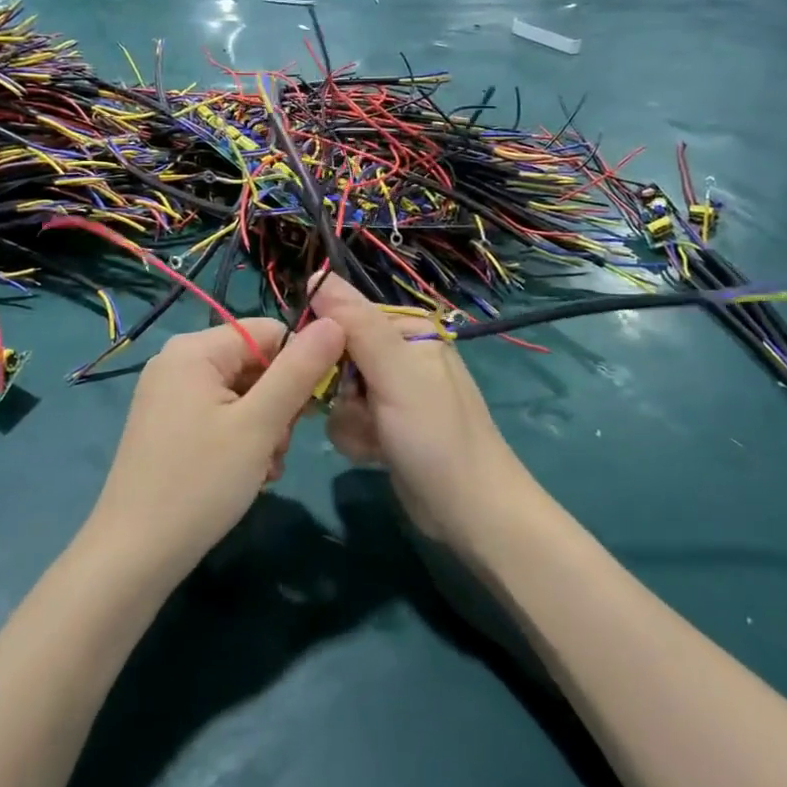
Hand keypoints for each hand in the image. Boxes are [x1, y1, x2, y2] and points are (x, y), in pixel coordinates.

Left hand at [86, 317, 346, 582]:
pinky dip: (241, 440)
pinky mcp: (168, 425)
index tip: (310, 411)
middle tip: (277, 449)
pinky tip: (247, 474)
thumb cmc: (200, 482)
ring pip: (242, 394)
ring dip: (264, 429)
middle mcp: (177, 362)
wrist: (134, 555)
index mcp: (194, 349)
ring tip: (263, 468)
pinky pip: (220, 415)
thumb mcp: (259, 424)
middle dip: (278, 405)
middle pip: (254, 364)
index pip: (269, 332)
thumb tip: (335, 321)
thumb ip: (299, 370)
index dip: (298, 366)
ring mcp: (169, 395)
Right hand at [309, 276, 529, 547]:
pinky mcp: (386, 424)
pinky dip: (355, 437)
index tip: (322, 370)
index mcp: (408, 329)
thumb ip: (357, 324)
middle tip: (359, 409)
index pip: (345, 316)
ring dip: (347, 419)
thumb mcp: (395, 372)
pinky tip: (375, 453)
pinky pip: (348, 419)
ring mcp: (393, 391)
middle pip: (337, 356)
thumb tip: (316, 275)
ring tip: (374, 437)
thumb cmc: (435, 435)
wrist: (470, 512)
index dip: (327, 343)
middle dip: (339, 389)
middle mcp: (400, 353)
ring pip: (337, 392)